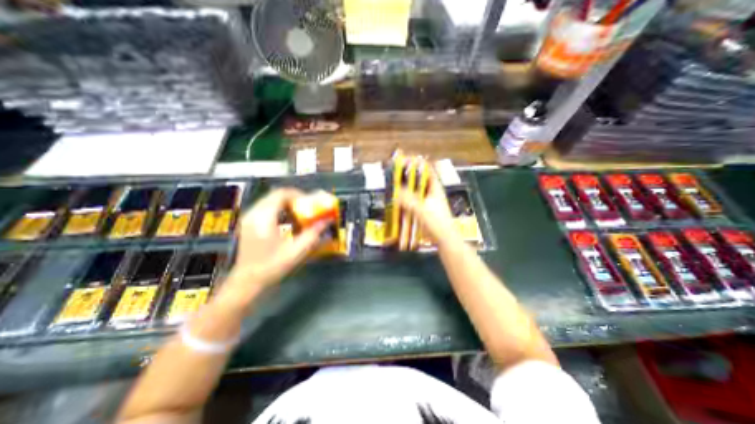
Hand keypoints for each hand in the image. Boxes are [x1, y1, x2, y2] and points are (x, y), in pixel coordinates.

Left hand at [215, 189, 328, 307]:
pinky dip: (280, 211)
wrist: (247, 282)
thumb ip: (313, 233)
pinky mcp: (249, 224)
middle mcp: (254, 213)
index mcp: (264, 218)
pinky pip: (266, 209)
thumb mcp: (296, 250)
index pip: (281, 194)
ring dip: (287, 205)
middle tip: (308, 209)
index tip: (311, 203)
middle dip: (295, 200)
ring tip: (300, 216)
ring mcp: (249, 218)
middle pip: (276, 196)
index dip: (298, 195)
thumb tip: (327, 221)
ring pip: (271, 201)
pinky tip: (288, 224)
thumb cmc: (271, 266)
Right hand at [397, 168, 456, 249]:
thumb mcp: (422, 209)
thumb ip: (409, 200)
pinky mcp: (424, 209)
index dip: (416, 163)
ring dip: (406, 188)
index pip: (426, 169)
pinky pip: (413, 200)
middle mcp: (432, 192)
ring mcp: (428, 201)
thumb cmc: (437, 223)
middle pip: (419, 179)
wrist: (444, 238)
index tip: (403, 161)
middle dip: (408, 175)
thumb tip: (397, 192)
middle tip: (395, 174)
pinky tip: (399, 201)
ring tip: (395, 186)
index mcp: (435, 188)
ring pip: (415, 190)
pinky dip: (406, 199)